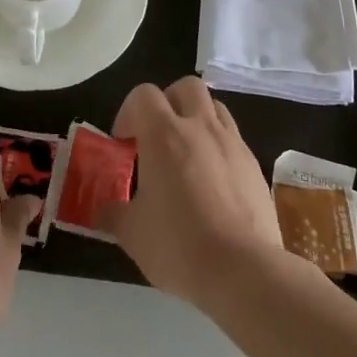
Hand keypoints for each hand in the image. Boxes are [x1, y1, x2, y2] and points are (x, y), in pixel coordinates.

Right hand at [96, 77, 286, 309]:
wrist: (243, 269)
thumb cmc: (178, 244)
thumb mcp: (132, 234)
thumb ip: (114, 213)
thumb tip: (102, 210)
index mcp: (164, 134)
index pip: (143, 94)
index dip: (129, 112)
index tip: (124, 144)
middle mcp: (200, 126)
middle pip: (185, 87)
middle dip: (169, 102)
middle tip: (158, 137)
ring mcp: (232, 142)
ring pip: (214, 107)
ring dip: (197, 120)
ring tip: (187, 155)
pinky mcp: (254, 164)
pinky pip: (233, 139)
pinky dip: (219, 148)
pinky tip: (213, 183)